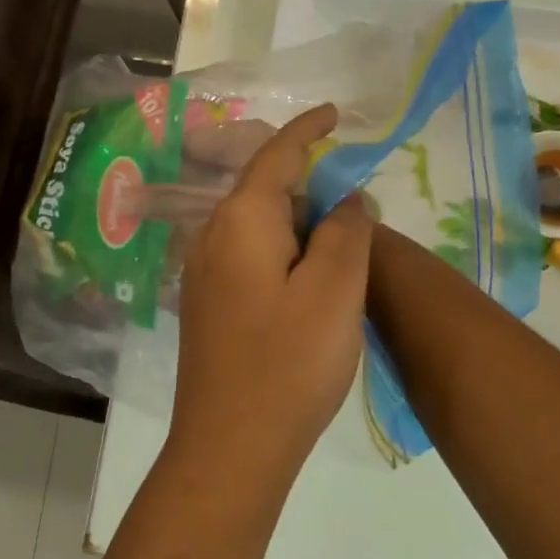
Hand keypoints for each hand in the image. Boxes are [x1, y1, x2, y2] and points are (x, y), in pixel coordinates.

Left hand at [171, 104, 374, 470]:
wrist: (230, 446)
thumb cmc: (289, 364)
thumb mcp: (335, 291)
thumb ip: (345, 231)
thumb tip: (346, 197)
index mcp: (240, 221)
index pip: (276, 156)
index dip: (307, 129)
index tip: (335, 112)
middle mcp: (212, 237)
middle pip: (264, 188)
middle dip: (309, 181)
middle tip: (356, 194)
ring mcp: (204, 274)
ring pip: (257, 225)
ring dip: (298, 221)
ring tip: (340, 236)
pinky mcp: (208, 306)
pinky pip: (250, 256)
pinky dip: (283, 250)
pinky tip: (308, 276)